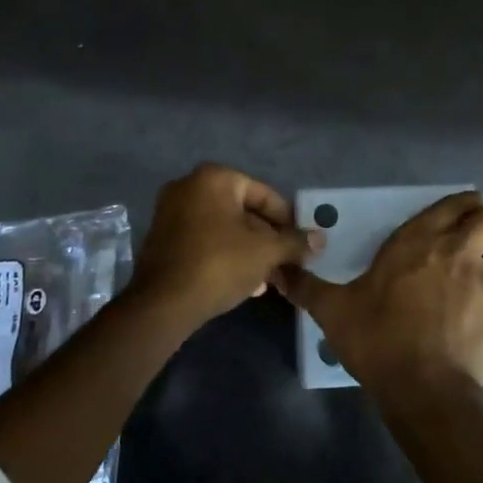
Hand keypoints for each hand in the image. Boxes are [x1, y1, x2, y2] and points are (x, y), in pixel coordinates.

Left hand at [128, 163, 323, 326]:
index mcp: (214, 178)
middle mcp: (188, 186)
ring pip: (224, 228)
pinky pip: (204, 240)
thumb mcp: (265, 252)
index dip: (288, 221)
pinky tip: (244, 282)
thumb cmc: (219, 264)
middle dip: (267, 239)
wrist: (163, 303)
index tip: (301, 244)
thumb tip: (321, 238)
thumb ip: (295, 242)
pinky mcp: (162, 238)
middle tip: (286, 263)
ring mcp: (170, 212)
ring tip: (269, 279)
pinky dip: (225, 254)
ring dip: (249, 250)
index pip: (264, 194)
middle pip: (243, 211)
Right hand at [271, 191, 482, 395]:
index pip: (460, 201)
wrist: (422, 389)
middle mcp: (460, 252)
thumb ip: (306, 287)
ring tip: (482, 277)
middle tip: (473, 240)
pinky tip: (472, 331)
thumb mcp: (333, 310)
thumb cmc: (377, 336)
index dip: (465, 203)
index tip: (458, 213)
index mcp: (422, 239)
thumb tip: (277, 272)